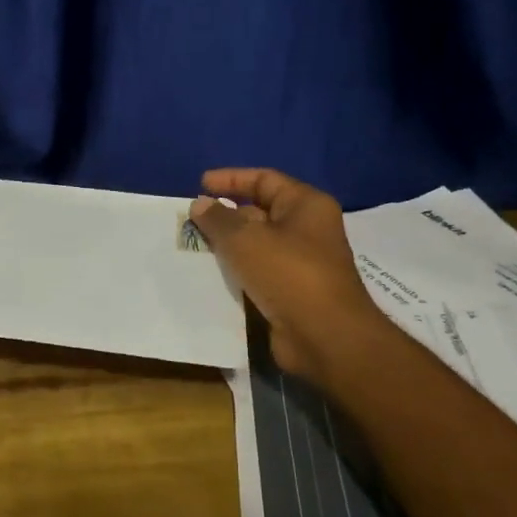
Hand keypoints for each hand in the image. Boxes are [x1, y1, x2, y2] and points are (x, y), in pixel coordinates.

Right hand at [188, 168, 388, 383]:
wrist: (326, 338)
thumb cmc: (289, 274)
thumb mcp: (246, 239)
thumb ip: (218, 219)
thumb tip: (200, 203)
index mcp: (306, 205)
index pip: (265, 179)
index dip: (231, 179)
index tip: (200, 185)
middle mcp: (307, 229)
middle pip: (259, 212)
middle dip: (225, 214)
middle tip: (191, 219)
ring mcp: (301, 262)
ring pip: (256, 244)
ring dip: (227, 245)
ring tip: (192, 245)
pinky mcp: (291, 292)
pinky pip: (258, 272)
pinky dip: (235, 271)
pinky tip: (207, 273)